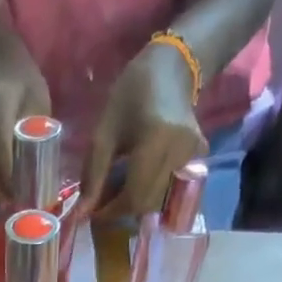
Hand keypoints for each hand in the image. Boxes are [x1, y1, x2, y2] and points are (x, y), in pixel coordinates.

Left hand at [82, 42, 208, 222]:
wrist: (173, 67)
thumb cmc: (132, 94)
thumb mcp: (104, 132)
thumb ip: (93, 175)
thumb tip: (82, 214)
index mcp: (157, 141)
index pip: (134, 196)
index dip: (112, 211)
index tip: (94, 213)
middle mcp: (180, 152)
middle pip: (147, 203)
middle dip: (122, 208)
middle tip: (104, 201)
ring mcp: (194, 156)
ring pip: (159, 199)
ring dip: (136, 202)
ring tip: (119, 189)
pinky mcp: (199, 158)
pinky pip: (171, 188)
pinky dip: (151, 191)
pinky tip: (139, 179)